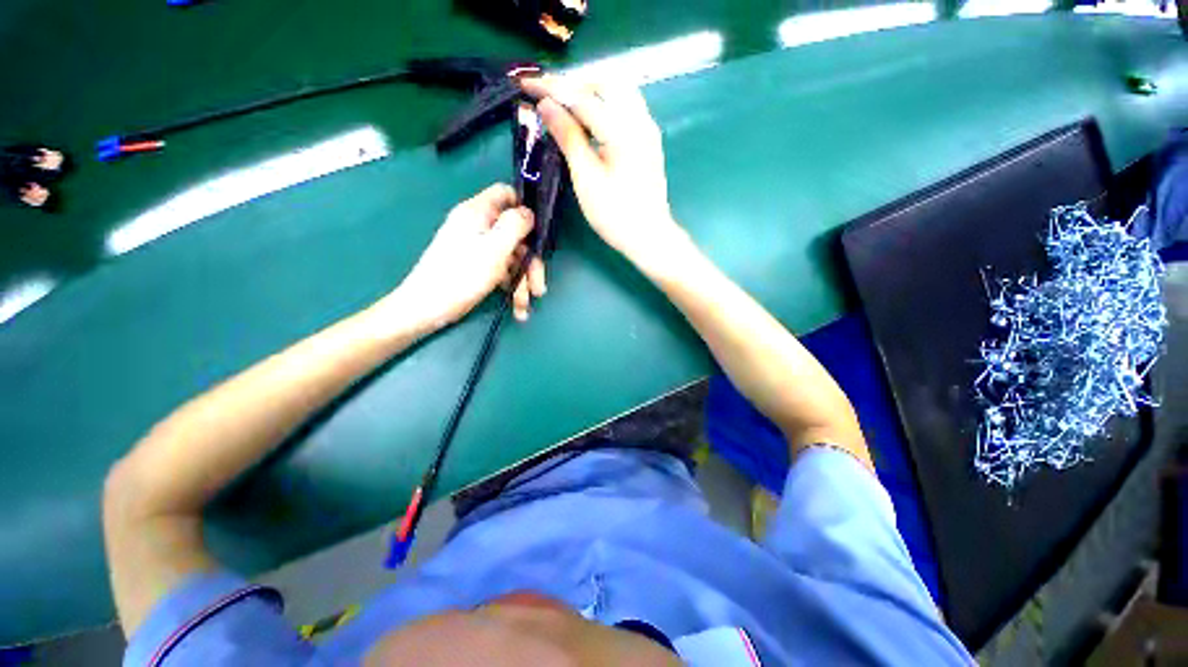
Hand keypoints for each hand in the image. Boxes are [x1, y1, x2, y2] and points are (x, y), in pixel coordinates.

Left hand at [392, 184, 546, 328]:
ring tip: (523, 304)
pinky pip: (501, 270)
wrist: (426, 307)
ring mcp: (477, 246)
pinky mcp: (476, 265)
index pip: (506, 194)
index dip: (525, 208)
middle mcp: (478, 226)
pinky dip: (510, 286)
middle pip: (515, 234)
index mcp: (478, 212)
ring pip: (511, 256)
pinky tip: (516, 306)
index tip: (540, 232)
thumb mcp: (494, 248)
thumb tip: (529, 212)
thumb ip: (514, 225)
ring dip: (522, 280)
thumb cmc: (461, 275)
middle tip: (538, 288)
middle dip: (530, 262)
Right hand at [521, 75, 682, 263]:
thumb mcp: (586, 178)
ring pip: (618, 92)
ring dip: (590, 91)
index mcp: (623, 129)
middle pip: (605, 82)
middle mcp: (640, 120)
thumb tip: (546, 105)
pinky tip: (590, 120)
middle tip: (549, 96)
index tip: (525, 83)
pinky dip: (604, 105)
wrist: (649, 237)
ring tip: (566, 105)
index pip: (582, 96)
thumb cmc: (615, 214)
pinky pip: (626, 108)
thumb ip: (568, 137)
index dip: (551, 88)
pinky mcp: (648, 141)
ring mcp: (648, 130)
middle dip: (574, 83)